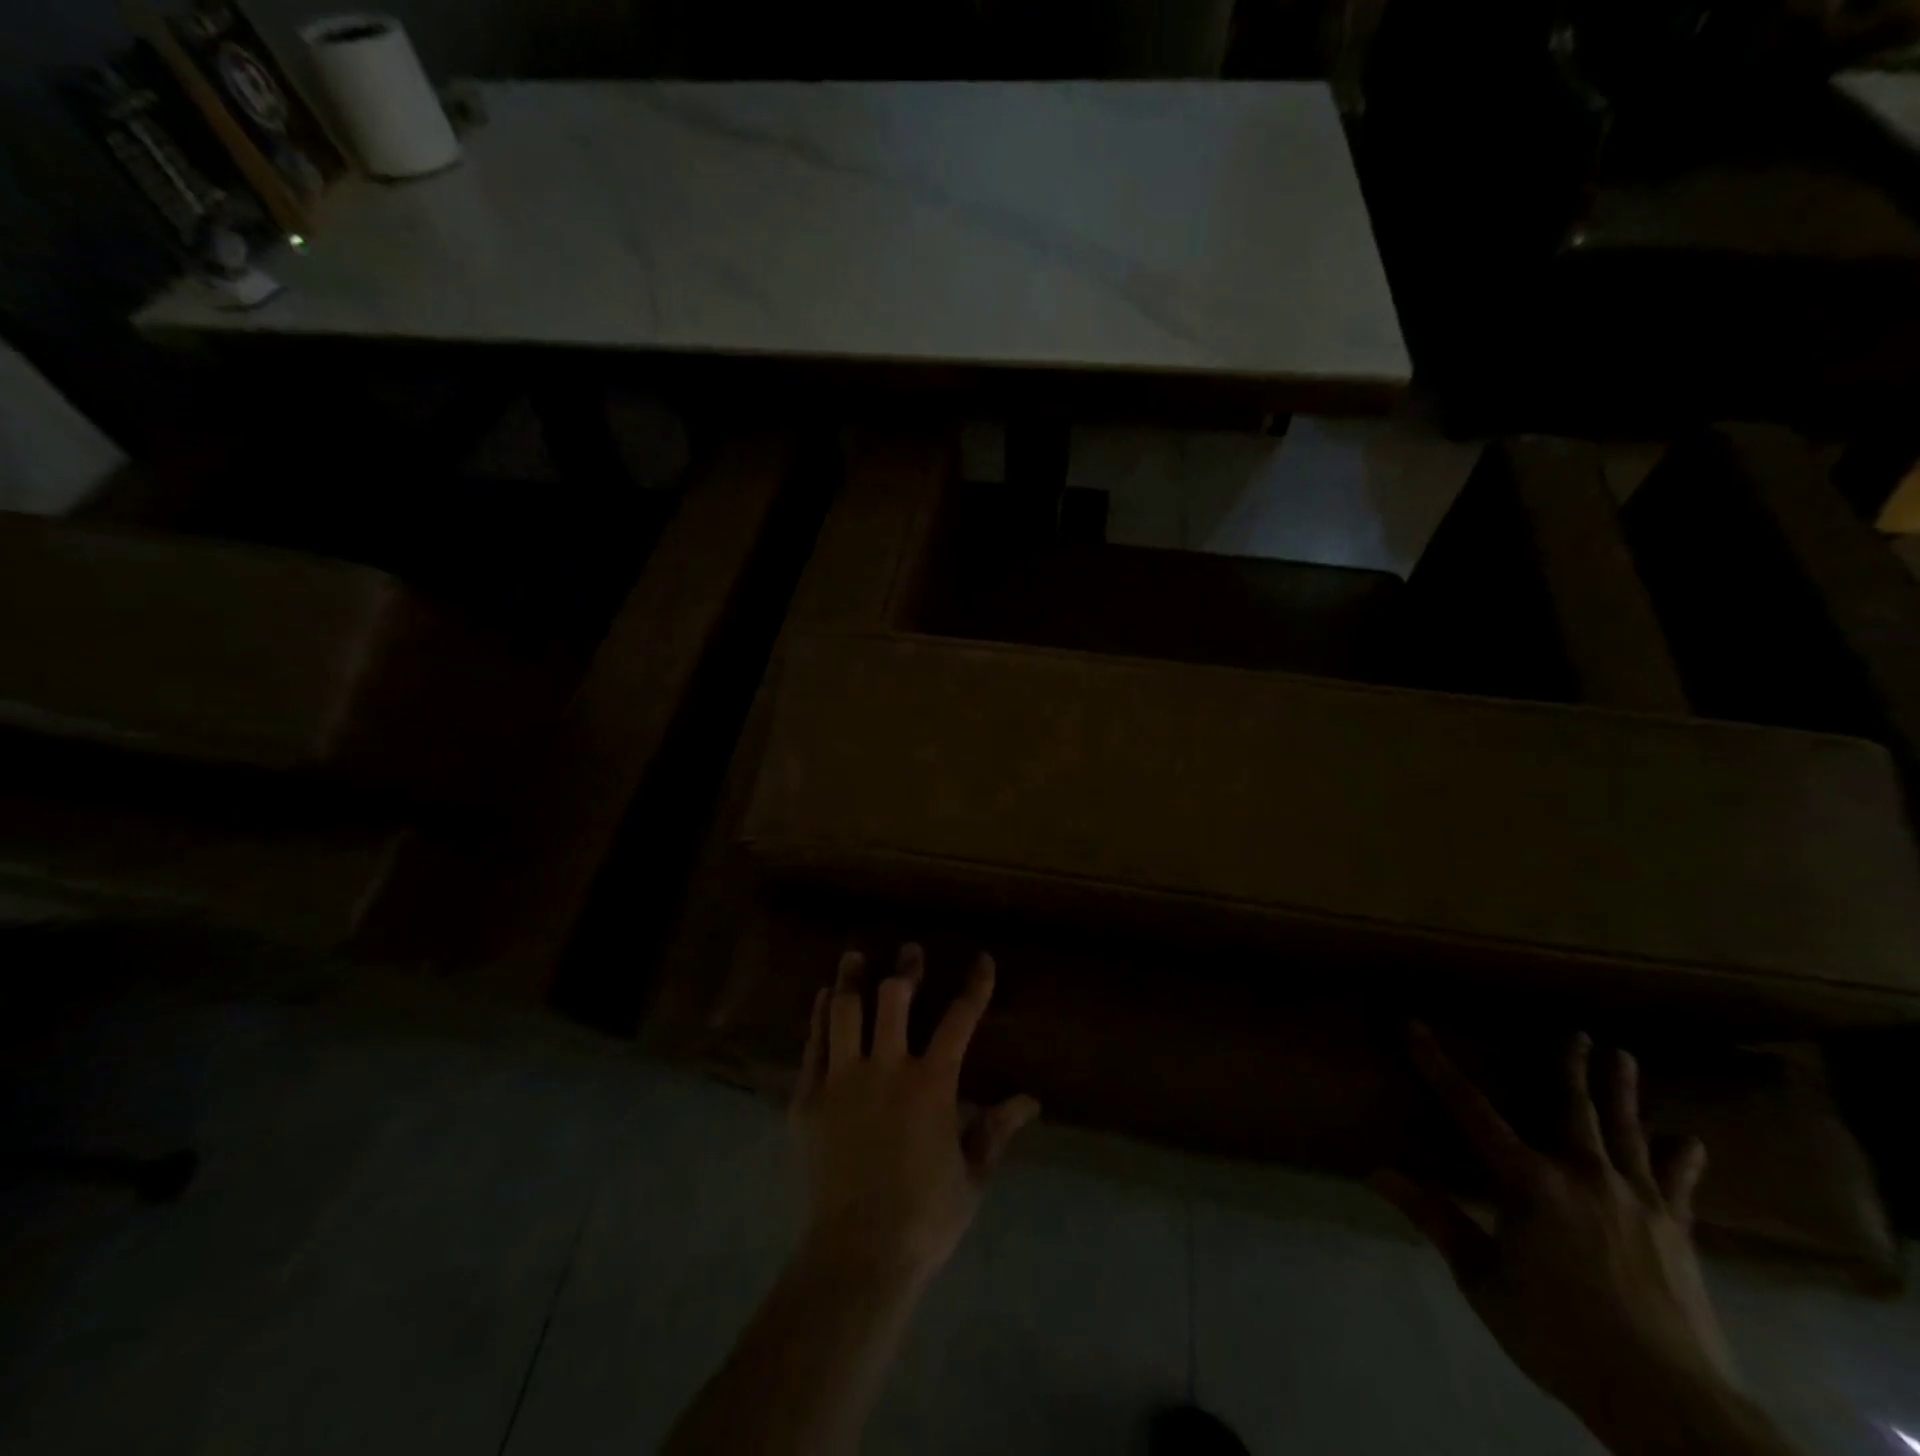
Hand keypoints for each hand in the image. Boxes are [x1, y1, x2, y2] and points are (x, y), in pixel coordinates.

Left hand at [791, 944, 1039, 1285]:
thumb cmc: (924, 1217)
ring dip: (853, 978)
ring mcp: (843, 1079)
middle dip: (906, 969)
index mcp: (932, 1083)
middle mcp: (887, 1067)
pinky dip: (820, 1016)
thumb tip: (1031, 1100)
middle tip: (910, 951)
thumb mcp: (972, 1176)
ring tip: (855, 956)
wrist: (857, 1255)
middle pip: (895, 998)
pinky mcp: (809, 1097)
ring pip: (846, 1010)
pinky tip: (824, 999)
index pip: (961, 1019)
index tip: (981, 959)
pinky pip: (814, 1043)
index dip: (975, 985)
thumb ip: (996, 1130)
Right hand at [1374, 1027, 1749, 1452]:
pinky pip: (1678, 1184)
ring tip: (1623, 1055)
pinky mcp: (1677, 1232)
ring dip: (1622, 1091)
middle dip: (1569, 1066)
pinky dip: (1681, 1160)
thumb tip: (1376, 1172)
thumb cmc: (1559, 1334)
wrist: (1667, 1402)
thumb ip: (1434, 1219)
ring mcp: (1637, 1200)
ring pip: (1626, 1131)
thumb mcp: (1482, 1279)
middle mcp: (1583, 1175)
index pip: (1469, 1108)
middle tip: (1577, 1032)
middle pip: (1571, 1107)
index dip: (1436, 1064)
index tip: (1414, 1027)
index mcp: (1528, 1181)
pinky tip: (1691, 1141)